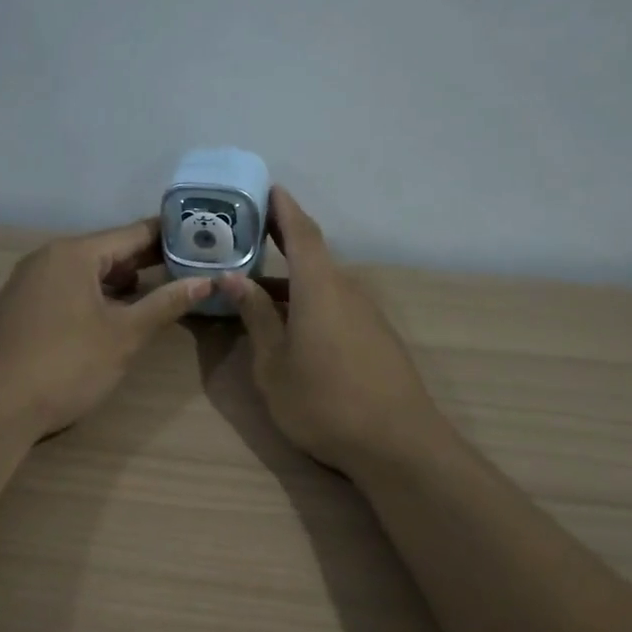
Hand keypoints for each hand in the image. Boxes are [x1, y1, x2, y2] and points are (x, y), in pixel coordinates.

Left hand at [0, 218, 207, 439]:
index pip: (132, 233)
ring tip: (158, 290)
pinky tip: (112, 315)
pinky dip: (93, 296)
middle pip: (106, 250)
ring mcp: (27, 283)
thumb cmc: (67, 365)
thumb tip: (206, 281)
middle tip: (189, 266)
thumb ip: (165, 304)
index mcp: (74, 254)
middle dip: (146, 260)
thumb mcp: (125, 335)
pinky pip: (65, 290)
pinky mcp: (18, 309)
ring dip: (119, 280)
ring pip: (84, 272)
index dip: (169, 236)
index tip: (202, 237)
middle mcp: (46, 258)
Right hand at [221, 188, 442, 476]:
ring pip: (324, 284)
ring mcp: (367, 314)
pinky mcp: (377, 337)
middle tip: (247, 237)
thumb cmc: (323, 401)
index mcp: (319, 286)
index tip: (266, 188)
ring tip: (257, 287)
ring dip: (292, 281)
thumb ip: (256, 317)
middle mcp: (347, 289)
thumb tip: (233, 279)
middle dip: (281, 243)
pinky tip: (292, 324)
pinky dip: (310, 302)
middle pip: (313, 256)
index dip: (283, 208)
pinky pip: (337, 305)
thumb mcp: (274, 363)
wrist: (397, 443)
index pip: (301, 232)